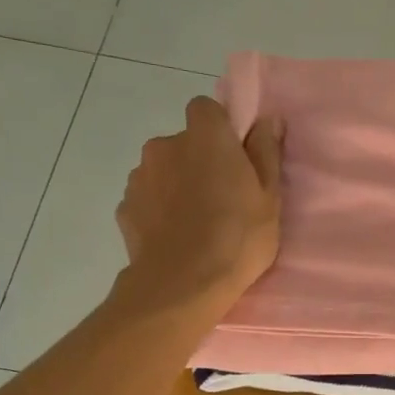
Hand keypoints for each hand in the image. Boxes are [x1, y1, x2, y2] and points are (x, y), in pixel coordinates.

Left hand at [114, 97, 283, 313]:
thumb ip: (266, 152)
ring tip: (195, 224)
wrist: (182, 285)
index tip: (235, 157)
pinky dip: (158, 211)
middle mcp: (165, 145)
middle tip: (221, 198)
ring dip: (176, 186)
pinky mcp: (125, 208)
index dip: (220, 129)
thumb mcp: (269, 197)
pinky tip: (174, 238)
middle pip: (184, 143)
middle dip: (198, 161)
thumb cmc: (237, 236)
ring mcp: (139, 176)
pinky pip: (147, 200)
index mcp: (205, 136)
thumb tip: (268, 119)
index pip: (205, 109)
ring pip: (162, 171)